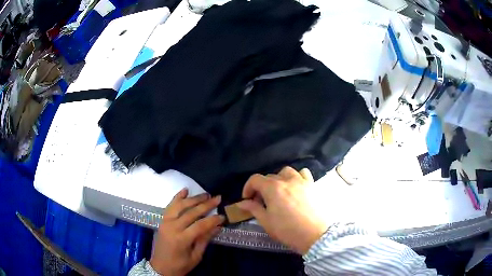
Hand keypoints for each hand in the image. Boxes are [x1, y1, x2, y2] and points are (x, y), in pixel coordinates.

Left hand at [150, 189, 224, 275]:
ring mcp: (165, 222)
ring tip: (206, 194)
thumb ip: (205, 240)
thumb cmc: (180, 265)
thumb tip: (217, 227)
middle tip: (218, 198)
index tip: (223, 216)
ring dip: (194, 199)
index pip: (200, 225)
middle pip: (191, 212)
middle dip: (206, 205)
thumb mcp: (196, 256)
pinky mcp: (162, 220)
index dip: (213, 220)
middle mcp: (172, 227)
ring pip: (180, 206)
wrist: (160, 267)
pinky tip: (185, 190)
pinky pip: (170, 206)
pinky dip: (177, 197)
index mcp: (181, 239)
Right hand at [237, 167, 327, 254]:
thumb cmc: (288, 230)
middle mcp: (287, 179)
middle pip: (270, 177)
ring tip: (279, 192)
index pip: (255, 179)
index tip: (247, 199)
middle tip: (262, 202)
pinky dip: (297, 177)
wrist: (315, 235)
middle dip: (262, 187)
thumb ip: (253, 209)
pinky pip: (303, 173)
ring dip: (279, 179)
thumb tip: (242, 203)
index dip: (248, 188)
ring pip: (286, 172)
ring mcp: (301, 181)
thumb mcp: (267, 222)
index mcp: (273, 188)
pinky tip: (296, 188)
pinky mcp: (313, 185)